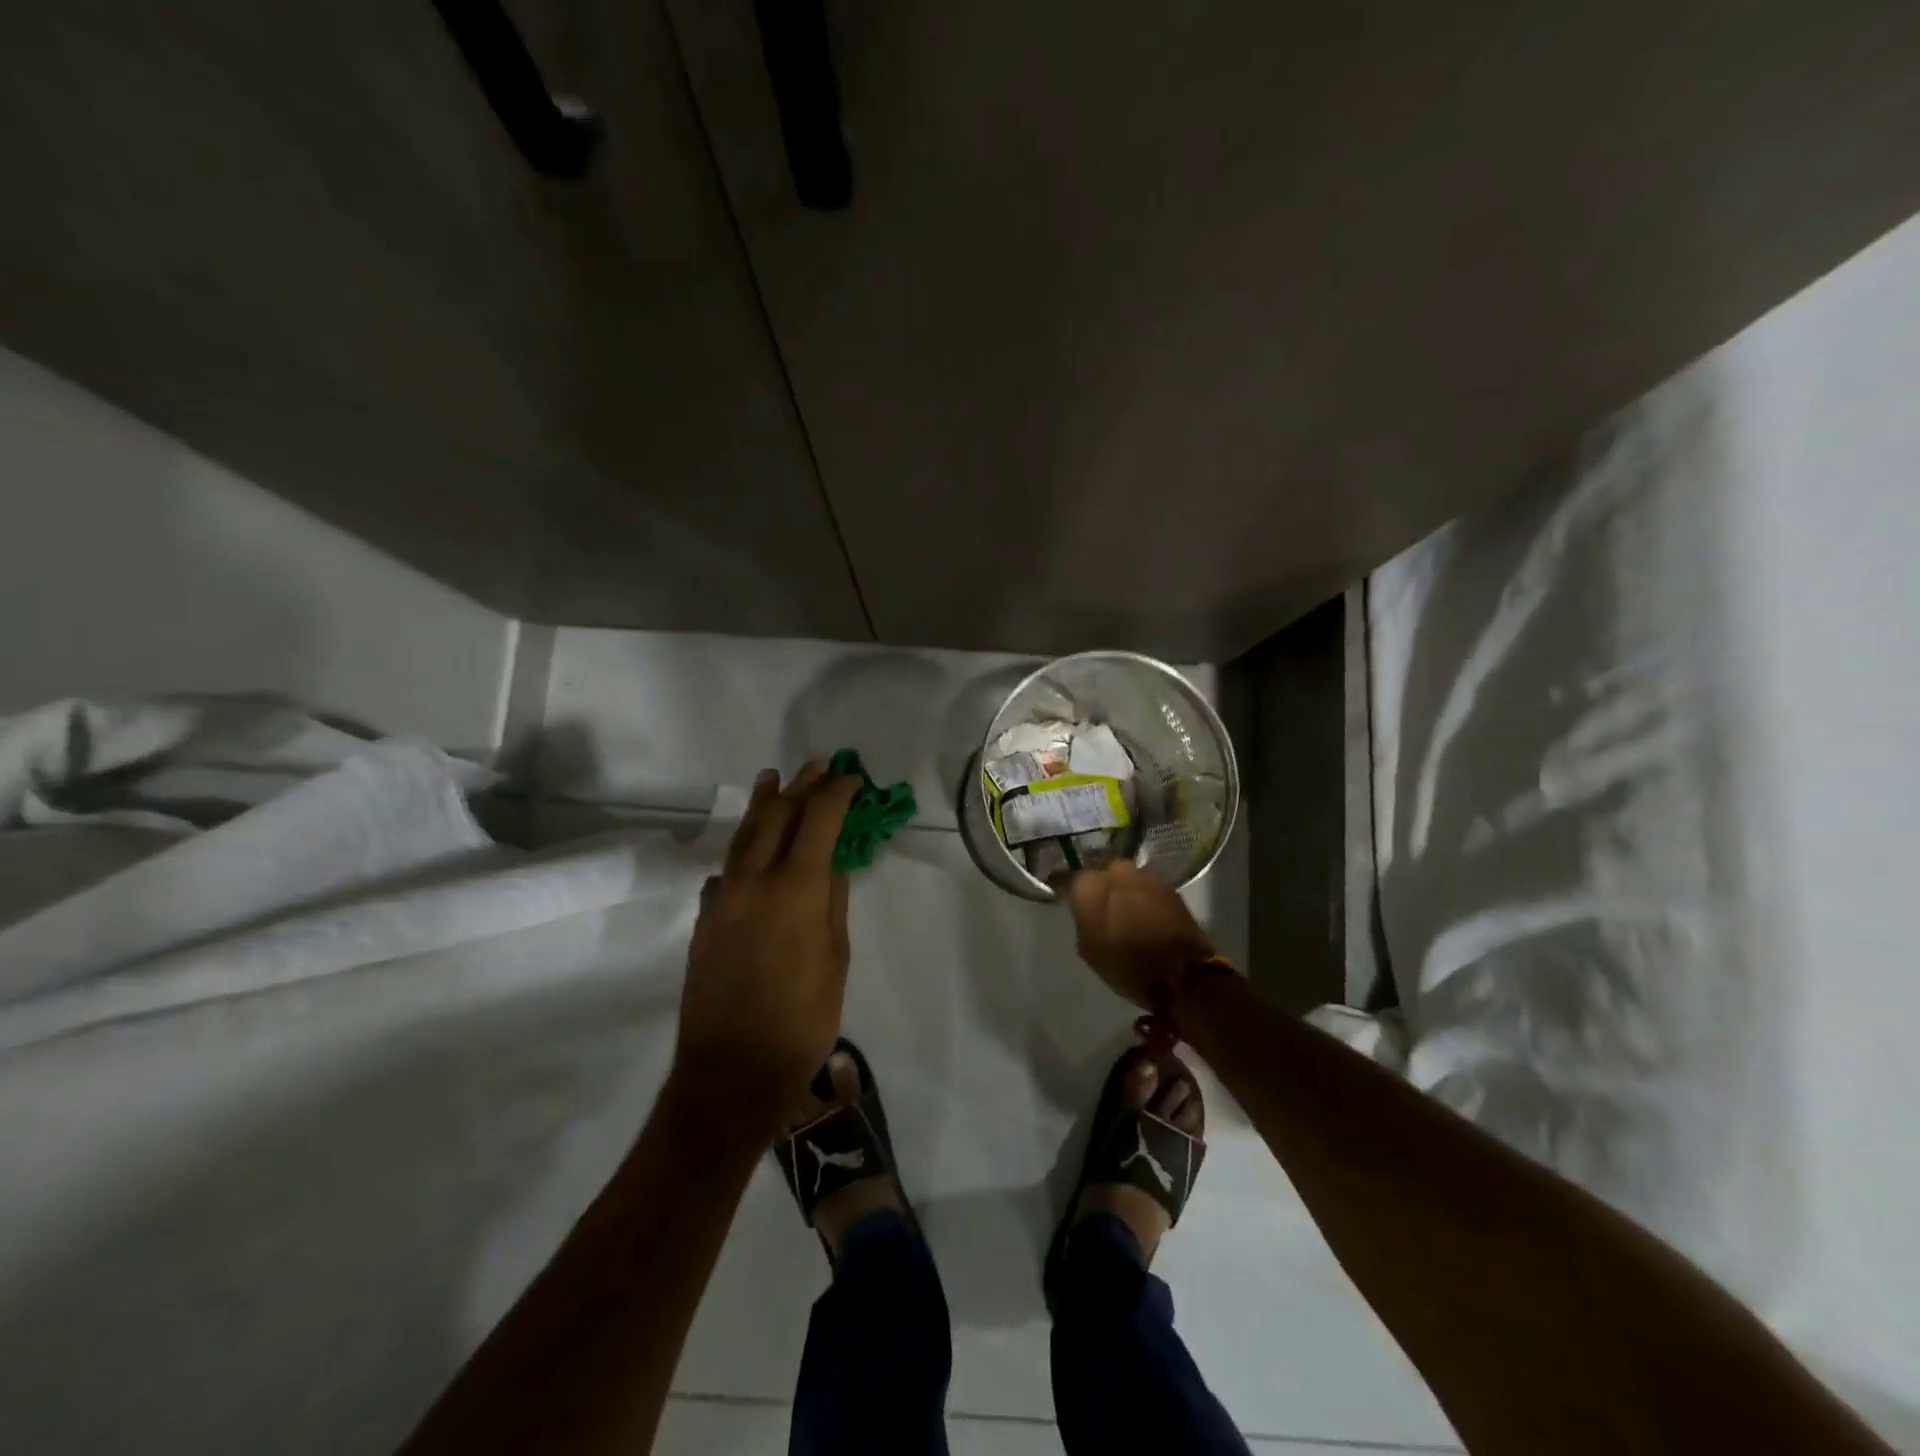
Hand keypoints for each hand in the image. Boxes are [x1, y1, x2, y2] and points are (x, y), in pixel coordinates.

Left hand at [673, 760, 859, 1130]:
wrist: (730, 1072)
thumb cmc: (801, 1021)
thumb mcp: (835, 959)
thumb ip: (832, 902)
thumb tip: (831, 863)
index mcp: (794, 888)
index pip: (818, 821)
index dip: (837, 794)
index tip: (852, 779)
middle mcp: (753, 881)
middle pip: (776, 816)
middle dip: (800, 787)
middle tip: (819, 766)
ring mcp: (722, 898)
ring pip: (744, 836)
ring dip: (763, 804)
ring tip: (773, 779)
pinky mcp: (704, 920)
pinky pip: (726, 871)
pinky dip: (744, 851)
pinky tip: (751, 852)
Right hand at [1064, 859, 1214, 1008]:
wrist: (1180, 972)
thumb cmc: (1125, 965)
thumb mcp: (1088, 949)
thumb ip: (1083, 921)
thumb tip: (1088, 912)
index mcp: (1088, 885)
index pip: (1069, 880)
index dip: (1069, 891)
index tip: (1069, 900)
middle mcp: (1114, 870)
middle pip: (1101, 873)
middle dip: (1100, 886)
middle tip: (1101, 905)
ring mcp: (1144, 874)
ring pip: (1126, 877)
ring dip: (1124, 889)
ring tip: (1126, 909)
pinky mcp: (1168, 884)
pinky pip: (1147, 886)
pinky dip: (1144, 896)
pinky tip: (1145, 912)